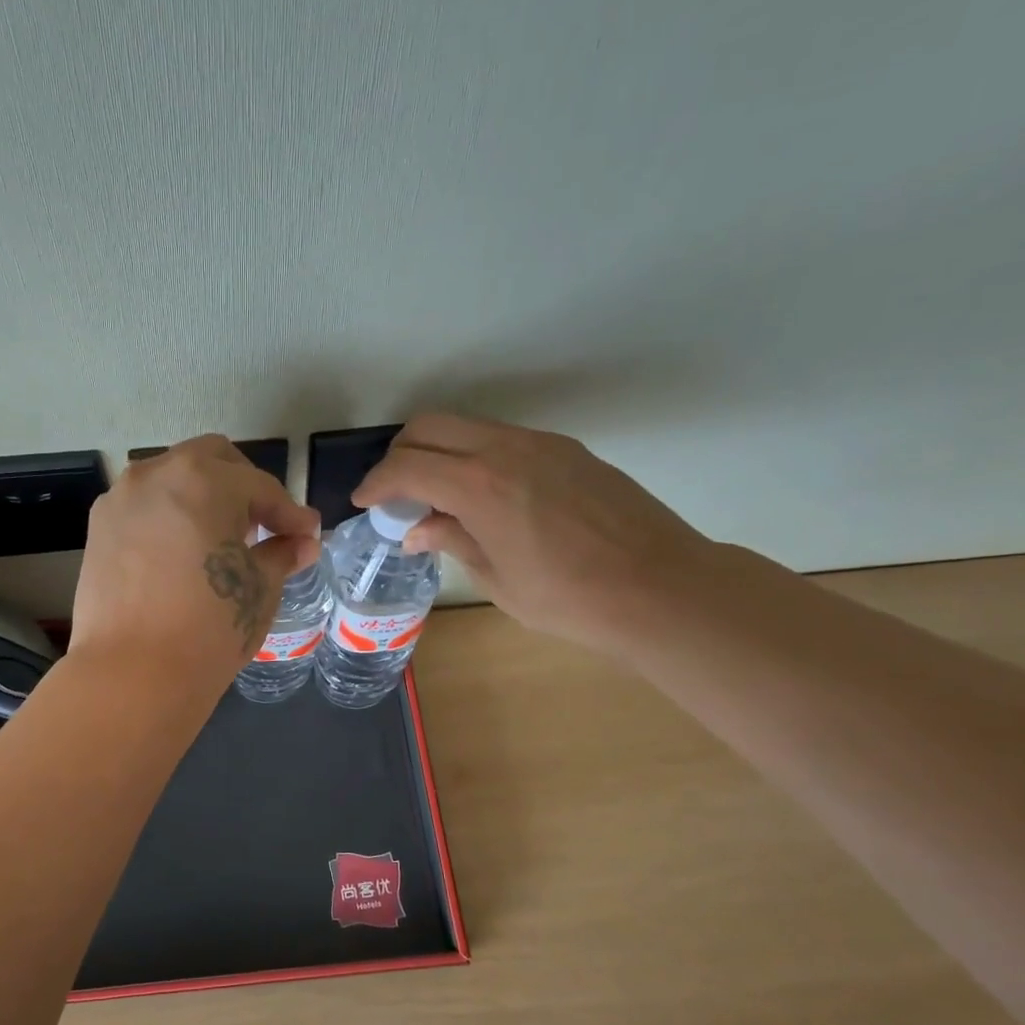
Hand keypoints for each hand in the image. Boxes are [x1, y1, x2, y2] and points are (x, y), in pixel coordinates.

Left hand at [71, 435, 320, 688]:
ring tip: (221, 541)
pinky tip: (183, 554)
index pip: (260, 487)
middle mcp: (156, 474)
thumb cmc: (210, 626)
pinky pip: (145, 508)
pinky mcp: (98, 529)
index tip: (307, 535)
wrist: (133, 674)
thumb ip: (282, 554)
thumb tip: (302, 543)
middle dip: (244, 488)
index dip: (290, 513)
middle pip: (211, 461)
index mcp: (204, 479)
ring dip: (203, 498)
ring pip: (172, 480)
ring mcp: (121, 499)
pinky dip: (170, 517)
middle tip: (263, 527)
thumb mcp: (259, 588)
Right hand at [352, 414, 712, 652]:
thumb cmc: (569, 598)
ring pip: (469, 427)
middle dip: (401, 454)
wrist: (660, 588)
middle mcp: (506, 449)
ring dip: (440, 451)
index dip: (376, 483)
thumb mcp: (496, 579)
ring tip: (438, 495)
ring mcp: (541, 444)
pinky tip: (485, 495)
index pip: (407, 466)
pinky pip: (503, 439)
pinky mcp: (567, 450)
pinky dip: (476, 456)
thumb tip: (417, 529)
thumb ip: (452, 541)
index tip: (364, 502)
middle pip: (431, 425)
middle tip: (395, 492)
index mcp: (480, 486)